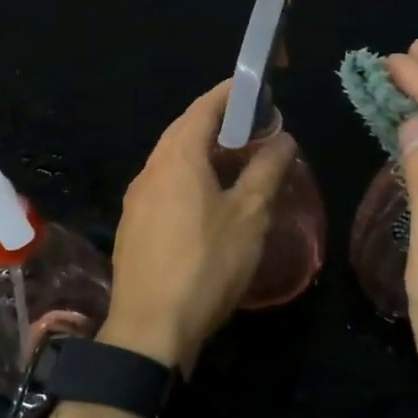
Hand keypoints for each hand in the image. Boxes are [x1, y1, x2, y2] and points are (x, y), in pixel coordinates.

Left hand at [101, 80, 296, 375]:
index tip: (258, 87)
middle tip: (256, 126)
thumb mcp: (249, 216)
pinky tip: (210, 199)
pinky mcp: (134, 226)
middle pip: (185, 130)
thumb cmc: (206, 265)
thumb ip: (267, 171)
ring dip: (204, 151)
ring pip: (173, 159)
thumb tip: (282, 138)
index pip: (204, 107)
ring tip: (239, 160)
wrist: (150, 330)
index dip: (231, 92)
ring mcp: (137, 199)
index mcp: (177, 158)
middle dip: (219, 121)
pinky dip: (190, 176)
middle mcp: (151, 170)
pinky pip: (165, 185)